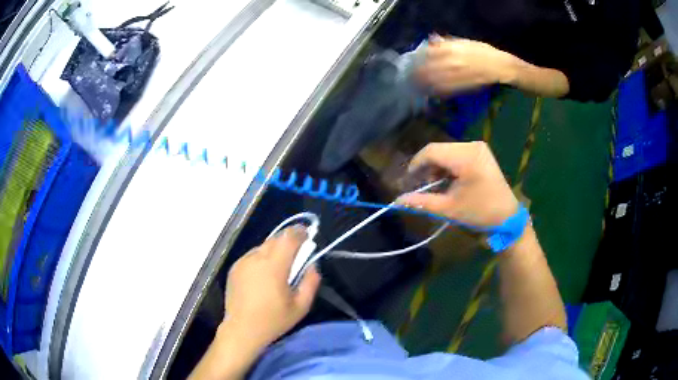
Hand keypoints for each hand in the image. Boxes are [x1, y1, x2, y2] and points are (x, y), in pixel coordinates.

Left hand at [223, 226, 320, 351]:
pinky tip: (262, 277)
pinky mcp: (234, 268)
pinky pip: (252, 256)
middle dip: (288, 243)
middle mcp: (256, 258)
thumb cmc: (273, 320)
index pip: (288, 237)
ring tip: (277, 271)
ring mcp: (243, 262)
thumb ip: (310, 282)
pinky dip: (261, 259)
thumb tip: (311, 265)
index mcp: (274, 266)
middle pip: (276, 239)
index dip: (300, 232)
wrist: (241, 329)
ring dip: (274, 252)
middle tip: (296, 258)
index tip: (307, 236)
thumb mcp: (301, 306)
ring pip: (263, 247)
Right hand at [398, 142, 518, 227]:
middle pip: (439, 150)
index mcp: (466, 157)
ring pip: (447, 151)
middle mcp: (472, 146)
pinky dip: (448, 165)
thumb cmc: (480, 213)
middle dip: (427, 167)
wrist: (508, 216)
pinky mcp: (481, 152)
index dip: (415, 164)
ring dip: (437, 166)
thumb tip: (397, 201)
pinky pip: (457, 153)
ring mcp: (478, 147)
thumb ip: (422, 202)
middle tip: (421, 186)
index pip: (431, 152)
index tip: (408, 180)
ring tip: (436, 186)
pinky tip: (448, 180)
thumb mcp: (449, 209)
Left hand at [416, 38, 515, 94]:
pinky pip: (443, 90)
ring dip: (421, 84)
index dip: (417, 59)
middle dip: (415, 74)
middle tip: (409, 77)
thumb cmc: (483, 52)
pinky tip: (429, 91)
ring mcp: (454, 75)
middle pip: (425, 69)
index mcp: (449, 49)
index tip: (411, 62)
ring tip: (416, 86)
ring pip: (432, 81)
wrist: (499, 66)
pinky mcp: (461, 87)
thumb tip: (431, 40)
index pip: (426, 54)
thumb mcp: (464, 42)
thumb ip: (446, 42)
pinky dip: (434, 91)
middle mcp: (449, 62)